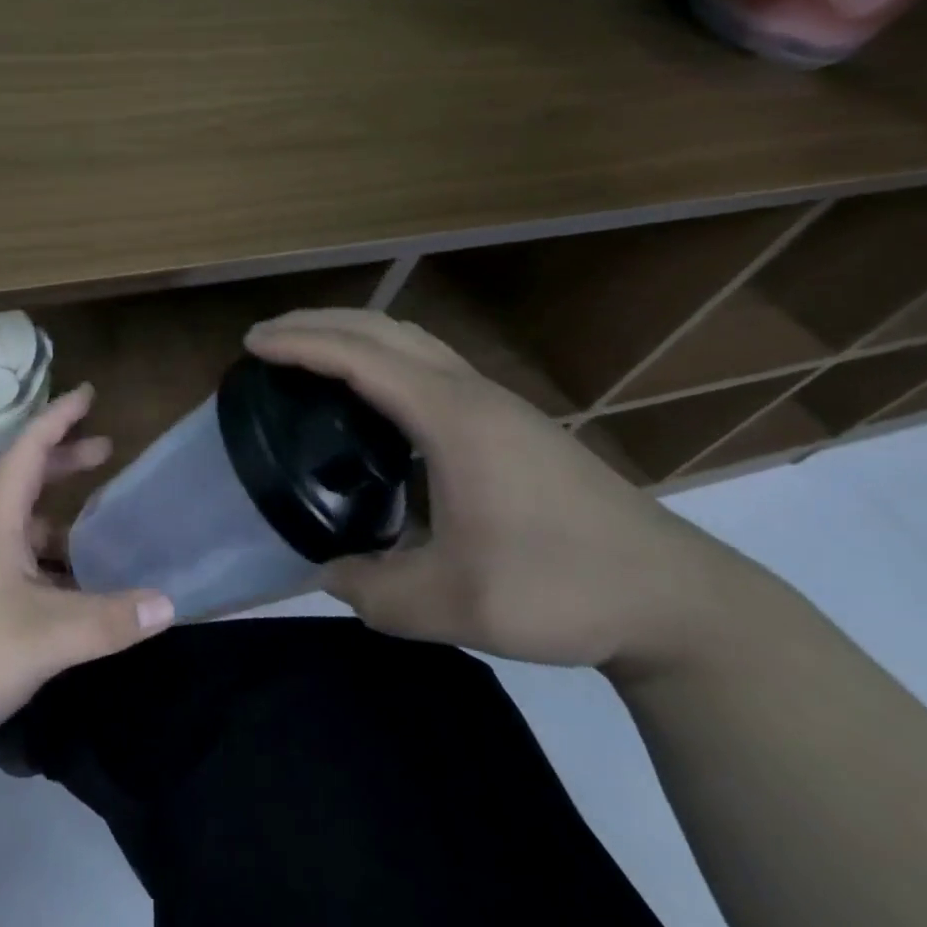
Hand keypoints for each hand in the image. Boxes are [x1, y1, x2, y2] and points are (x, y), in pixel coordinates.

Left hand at [0, 383, 173, 751]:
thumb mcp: (44, 636)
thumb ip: (107, 620)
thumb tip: (168, 603)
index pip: (29, 447)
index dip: (60, 416)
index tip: (88, 392)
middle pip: (25, 479)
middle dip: (65, 461)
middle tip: (106, 450)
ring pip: (19, 525)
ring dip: (57, 519)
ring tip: (98, 531)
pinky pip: (12, 560)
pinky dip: (44, 561)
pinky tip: (67, 591)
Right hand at [245, 309, 746, 670]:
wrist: (675, 599)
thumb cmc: (562, 588)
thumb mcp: (454, 604)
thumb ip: (374, 590)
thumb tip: (324, 573)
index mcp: (450, 417)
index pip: (359, 357)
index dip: (300, 344)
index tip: (251, 345)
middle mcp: (469, 392)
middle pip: (382, 328)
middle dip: (317, 322)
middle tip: (265, 339)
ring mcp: (493, 400)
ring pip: (409, 338)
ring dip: (352, 332)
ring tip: (308, 351)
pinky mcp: (508, 418)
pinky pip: (427, 361)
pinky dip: (381, 353)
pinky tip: (371, 392)